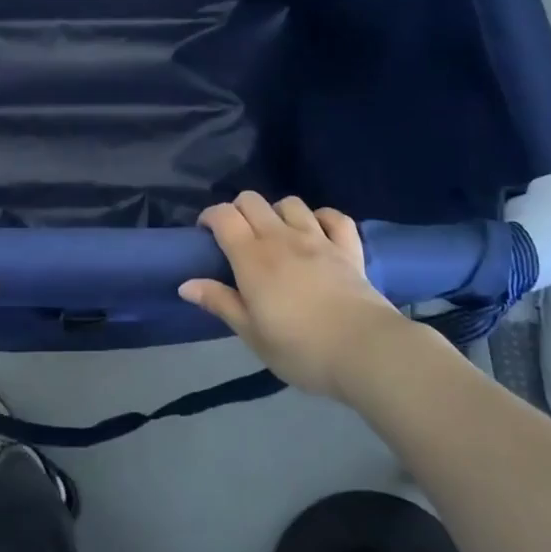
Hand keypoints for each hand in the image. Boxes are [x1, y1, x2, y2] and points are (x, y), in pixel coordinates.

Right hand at [180, 192, 414, 397]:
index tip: (205, 233)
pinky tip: (318, 231)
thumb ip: (220, 303)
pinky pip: (335, 217)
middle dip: (238, 210)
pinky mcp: (348, 248)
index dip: (210, 216)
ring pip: (291, 203)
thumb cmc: (301, 349)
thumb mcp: (252, 334)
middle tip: (237, 237)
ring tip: (276, 234)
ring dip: (277, 212)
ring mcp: (318, 238)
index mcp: (252, 257)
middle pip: (252, 200)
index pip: (223, 216)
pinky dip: (323, 218)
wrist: (365, 351)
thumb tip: (185, 284)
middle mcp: (281, 237)